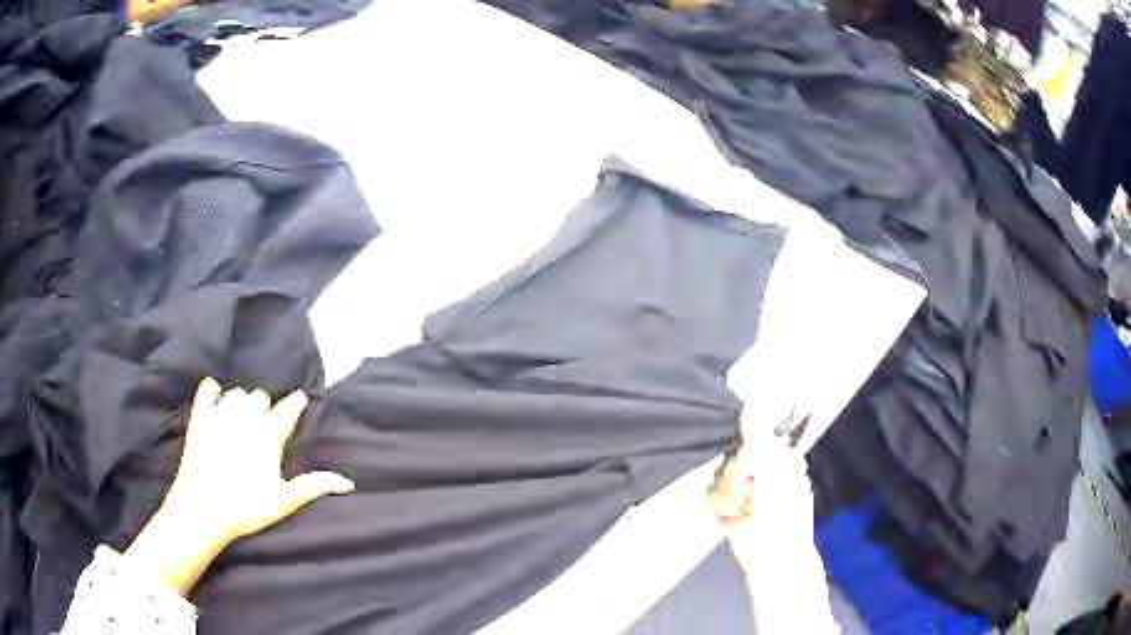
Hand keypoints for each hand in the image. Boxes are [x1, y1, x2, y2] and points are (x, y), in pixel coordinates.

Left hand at [125, 378, 354, 595]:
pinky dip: (212, 390)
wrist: (203, 508)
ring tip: (240, 418)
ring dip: (241, 402)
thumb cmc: (246, 507)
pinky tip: (215, 399)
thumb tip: (349, 482)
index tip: (299, 399)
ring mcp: (221, 415)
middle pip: (260, 398)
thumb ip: (313, 486)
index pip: (286, 411)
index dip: (294, 404)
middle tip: (263, 425)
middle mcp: (246, 419)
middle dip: (264, 408)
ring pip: (237, 393)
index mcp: (268, 437)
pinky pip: (207, 389)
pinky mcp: (200, 417)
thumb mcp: (283, 501)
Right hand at [708, 434, 835, 633]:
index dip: (746, 446)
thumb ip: (760, 441)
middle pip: (731, 454)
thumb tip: (748, 408)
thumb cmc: (784, 515)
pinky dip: (719, 504)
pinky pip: (708, 491)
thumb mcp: (777, 473)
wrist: (771, 555)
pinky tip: (731, 514)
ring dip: (729, 493)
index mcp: (778, 457)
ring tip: (743, 508)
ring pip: (717, 472)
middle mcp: (759, 469)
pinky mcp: (724, 504)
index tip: (749, 463)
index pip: (753, 435)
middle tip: (750, 491)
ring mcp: (741, 487)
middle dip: (737, 475)